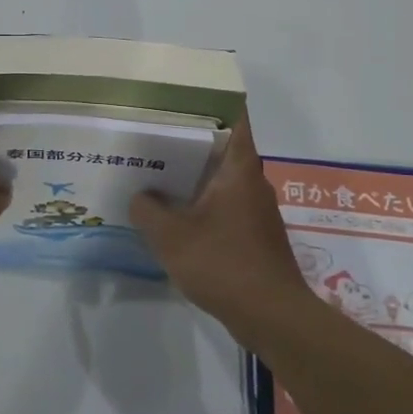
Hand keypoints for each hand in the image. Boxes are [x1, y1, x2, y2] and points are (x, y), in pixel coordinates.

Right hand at [130, 118, 307, 337]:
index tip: (181, 97)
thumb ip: (148, 210)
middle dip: (190, 140)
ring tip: (155, 172)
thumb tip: (140, 196)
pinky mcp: (253, 235)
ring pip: (221, 179)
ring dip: (193, 175)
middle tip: (152, 134)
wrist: (272, 316)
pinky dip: (201, 203)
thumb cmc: (224, 264)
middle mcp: (252, 182)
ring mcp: (255, 210)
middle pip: (223, 147)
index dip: (212, 102)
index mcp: (239, 169)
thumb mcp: (171, 236)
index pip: (235, 119)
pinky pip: (223, 205)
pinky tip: (173, 215)